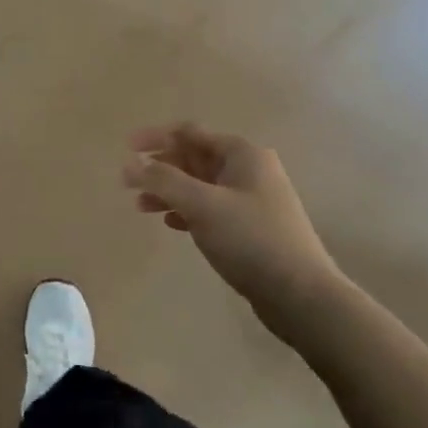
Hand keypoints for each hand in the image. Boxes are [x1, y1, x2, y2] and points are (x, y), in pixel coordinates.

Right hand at [122, 123, 342, 329]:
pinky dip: (187, 210)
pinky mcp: (250, 226)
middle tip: (129, 183)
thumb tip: (131, 163)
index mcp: (242, 153)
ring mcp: (251, 198)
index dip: (155, 137)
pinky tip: (170, 223)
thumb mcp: (202, 205)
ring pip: (200, 185)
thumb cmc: (250, 239)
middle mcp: (248, 169)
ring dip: (170, 191)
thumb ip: (163, 180)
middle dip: (160, 167)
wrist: (301, 295)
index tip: (125, 148)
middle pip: (194, 157)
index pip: (189, 133)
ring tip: (141, 206)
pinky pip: (210, 208)